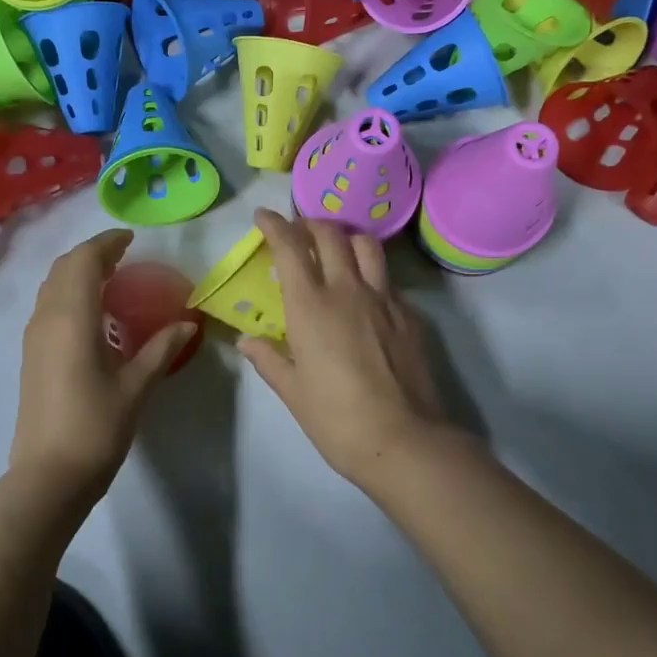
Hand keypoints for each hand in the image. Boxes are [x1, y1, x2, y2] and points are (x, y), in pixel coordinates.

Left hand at [9, 230, 196, 498]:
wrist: (48, 474)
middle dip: (91, 254)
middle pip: (63, 268)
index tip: (131, 239)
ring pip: (51, 286)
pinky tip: (91, 312)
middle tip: (123, 255)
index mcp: (71, 318)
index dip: (106, 244)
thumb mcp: (136, 386)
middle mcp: (47, 318)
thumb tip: (189, 323)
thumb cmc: (96, 427)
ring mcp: (34, 337)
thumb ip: (161, 348)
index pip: (84, 261)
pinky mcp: (31, 355)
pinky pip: (48, 305)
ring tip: (110, 277)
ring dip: (77, 272)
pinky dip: (69, 292)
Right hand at [236, 209, 450, 484]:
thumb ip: (268, 359)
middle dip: (310, 224)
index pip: (290, 247)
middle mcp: (348, 290)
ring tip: (336, 249)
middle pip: (330, 234)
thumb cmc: (337, 420)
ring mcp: (384, 299)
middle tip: (298, 232)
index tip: (263, 216)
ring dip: (346, 237)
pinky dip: (371, 273)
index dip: (275, 225)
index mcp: (311, 306)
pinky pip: (388, 279)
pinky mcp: (410, 315)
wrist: (404, 440)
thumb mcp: (293, 392)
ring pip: (367, 245)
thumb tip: (246, 341)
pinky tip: (365, 295)